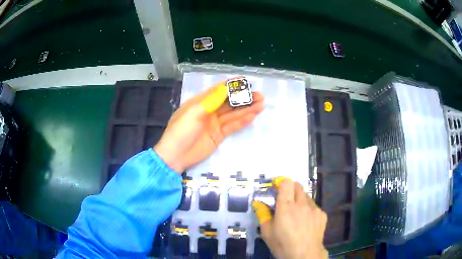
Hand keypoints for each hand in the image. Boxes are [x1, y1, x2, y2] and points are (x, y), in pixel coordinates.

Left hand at [154, 81, 263, 172]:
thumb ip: (211, 100)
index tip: (245, 81)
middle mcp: (208, 111)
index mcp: (199, 102)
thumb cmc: (181, 131)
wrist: (176, 156)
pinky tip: (252, 117)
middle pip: (229, 102)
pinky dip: (242, 122)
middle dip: (243, 98)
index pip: (218, 90)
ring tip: (261, 105)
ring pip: (233, 114)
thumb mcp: (194, 112)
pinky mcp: (218, 135)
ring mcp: (214, 124)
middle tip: (260, 95)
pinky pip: (232, 127)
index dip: (231, 85)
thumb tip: (226, 88)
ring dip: (246, 109)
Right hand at [253, 179, 327, 258]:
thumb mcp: (267, 232)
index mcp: (286, 207)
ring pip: (306, 196)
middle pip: (298, 186)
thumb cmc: (283, 245)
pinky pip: (314, 206)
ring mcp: (314, 208)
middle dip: (290, 189)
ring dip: (300, 199)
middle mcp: (302, 204)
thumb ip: (263, 215)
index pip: (287, 183)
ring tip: (296, 213)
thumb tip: (258, 203)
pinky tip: (306, 222)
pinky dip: (308, 210)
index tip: (276, 186)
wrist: (305, 255)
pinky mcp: (322, 214)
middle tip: (285, 199)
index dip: (281, 182)